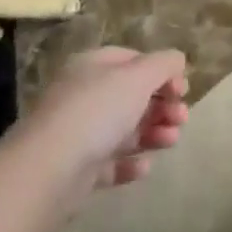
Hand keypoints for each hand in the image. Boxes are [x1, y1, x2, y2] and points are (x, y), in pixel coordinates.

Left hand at [28, 47, 189, 193]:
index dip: (162, 72)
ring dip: (153, 133)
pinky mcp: (76, 170)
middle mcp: (84, 95)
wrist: (49, 170)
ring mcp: (78, 133)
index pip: (133, 61)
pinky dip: (130, 163)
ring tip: (170, 141)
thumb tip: (177, 61)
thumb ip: (164, 64)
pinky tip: (144, 167)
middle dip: (162, 106)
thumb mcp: (139, 76)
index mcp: (93, 67)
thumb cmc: (98, 110)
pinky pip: (110, 162)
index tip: (182, 90)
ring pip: (124, 129)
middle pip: (132, 96)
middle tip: (181, 118)